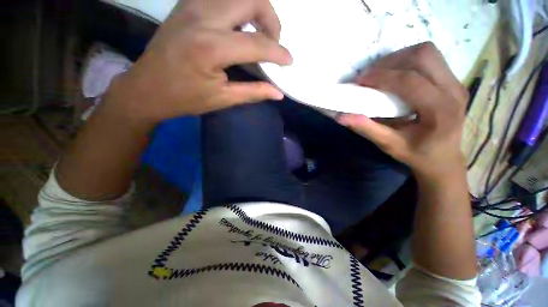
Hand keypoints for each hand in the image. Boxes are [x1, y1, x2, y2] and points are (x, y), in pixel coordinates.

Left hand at [107, 0, 291, 123]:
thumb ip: (253, 93)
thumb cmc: (184, 98)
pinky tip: (239, 27)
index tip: (289, 61)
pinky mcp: (187, 5)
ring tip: (259, 34)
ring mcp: (192, 5)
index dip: (278, 53)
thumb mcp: (222, 99)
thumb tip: (278, 93)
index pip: (257, 43)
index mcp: (212, 48)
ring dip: (256, 10)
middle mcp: (203, 17)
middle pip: (251, 0)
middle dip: (271, 20)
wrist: (145, 88)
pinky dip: (238, 8)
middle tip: (273, 43)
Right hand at [339, 42, 468, 177]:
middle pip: (423, 56)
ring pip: (428, 52)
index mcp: (440, 110)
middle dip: (390, 61)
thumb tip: (341, 116)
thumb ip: (366, 129)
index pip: (409, 81)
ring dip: (399, 57)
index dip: (381, 77)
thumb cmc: (417, 154)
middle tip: (369, 76)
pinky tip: (395, 75)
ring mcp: (457, 82)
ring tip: (380, 73)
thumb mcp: (389, 145)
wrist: (444, 158)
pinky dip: (408, 61)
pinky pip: (430, 59)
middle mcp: (453, 91)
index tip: (359, 80)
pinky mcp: (453, 80)